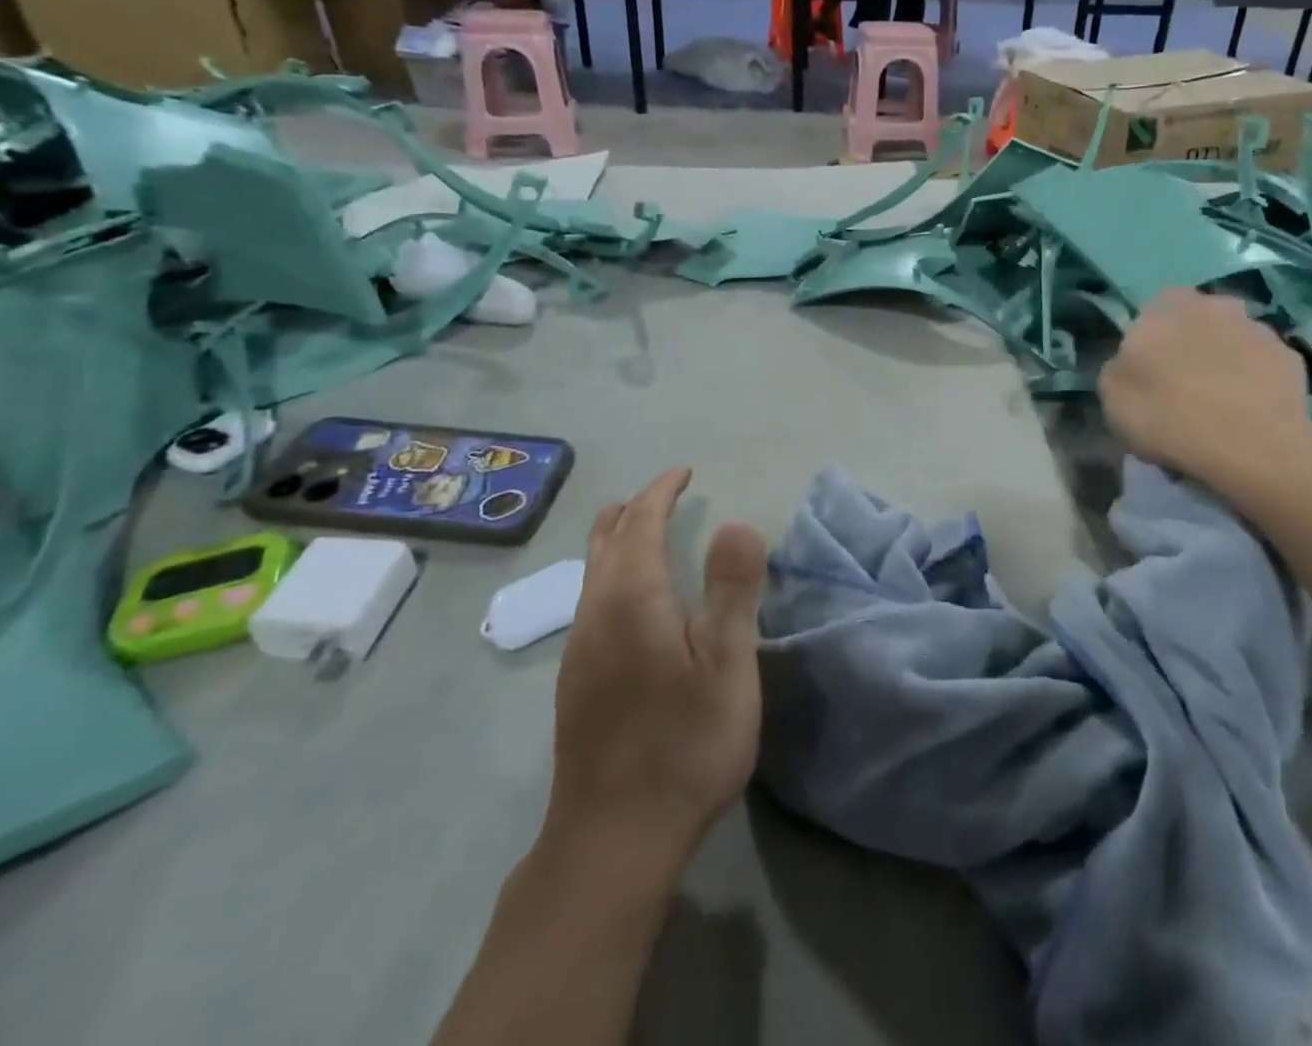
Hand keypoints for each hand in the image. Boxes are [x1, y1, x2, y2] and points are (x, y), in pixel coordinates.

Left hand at [544, 468, 767, 866]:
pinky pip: (590, 599)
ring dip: (617, 539)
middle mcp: (596, 613)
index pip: (640, 523)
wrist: (612, 839)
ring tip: (642, 529)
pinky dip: (611, 572)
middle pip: (606, 540)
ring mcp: (579, 649)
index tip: (683, 473)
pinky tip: (629, 598)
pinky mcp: (575, 681)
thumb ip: (731, 589)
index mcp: (632, 598)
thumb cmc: (684, 744)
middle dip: (634, 508)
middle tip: (664, 493)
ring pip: (592, 571)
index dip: (661, 492)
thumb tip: (736, 522)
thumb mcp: (725, 665)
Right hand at [1099, 293, 1311, 497]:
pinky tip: (1245, 419)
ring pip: (1230, 344)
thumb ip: (1119, 369)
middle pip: (1194, 324)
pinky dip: (1252, 386)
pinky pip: (1260, 370)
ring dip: (1223, 366)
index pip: (1150, 314)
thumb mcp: (1112, 397)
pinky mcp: (1291, 359)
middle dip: (1189, 349)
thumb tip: (1130, 365)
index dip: (1147, 345)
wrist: (1252, 447)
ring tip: (1217, 411)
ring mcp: (1258, 329)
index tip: (1146, 378)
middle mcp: (1214, 304)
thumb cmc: (1169, 416)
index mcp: (1166, 305)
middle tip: (1180, 392)